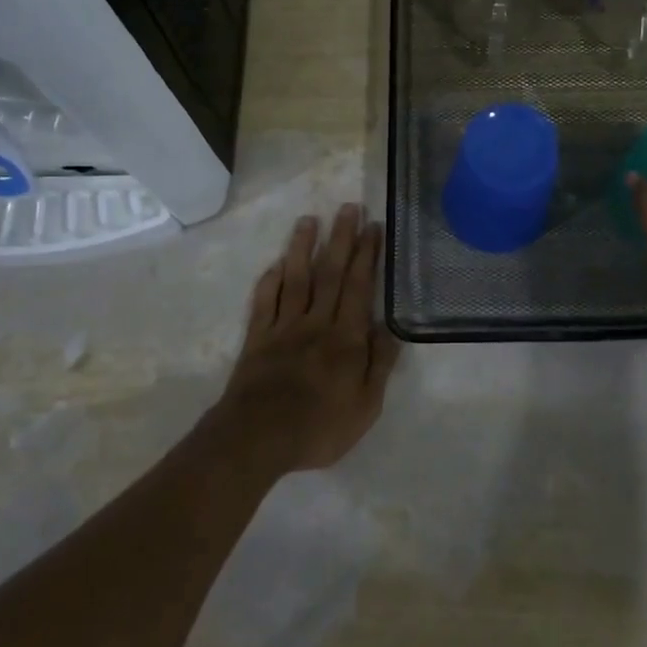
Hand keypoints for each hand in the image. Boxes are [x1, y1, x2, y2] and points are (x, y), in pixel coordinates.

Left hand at [214, 204, 401, 475]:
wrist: (257, 439)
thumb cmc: (318, 427)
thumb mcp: (365, 406)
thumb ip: (378, 364)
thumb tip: (389, 327)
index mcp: (345, 337)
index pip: (358, 286)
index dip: (367, 255)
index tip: (372, 226)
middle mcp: (315, 322)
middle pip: (329, 273)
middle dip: (340, 238)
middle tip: (348, 207)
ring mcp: (283, 327)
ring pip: (295, 279)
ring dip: (302, 247)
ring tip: (309, 220)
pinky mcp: (257, 338)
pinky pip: (264, 302)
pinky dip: (270, 280)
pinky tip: (275, 264)